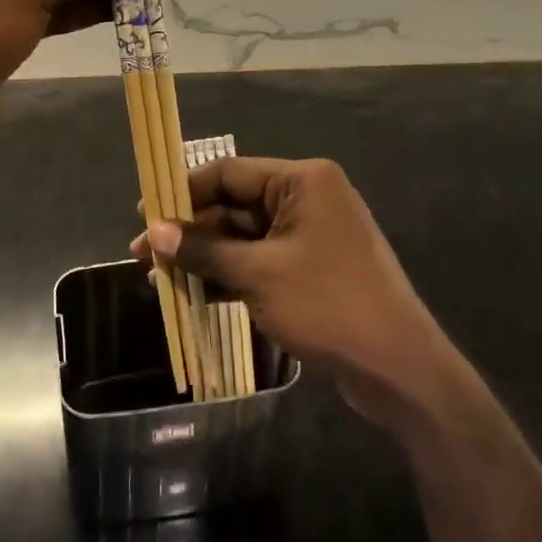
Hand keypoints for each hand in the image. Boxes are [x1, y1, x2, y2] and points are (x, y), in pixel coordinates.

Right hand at [131, 157, 456, 425]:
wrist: (397, 368)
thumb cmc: (327, 304)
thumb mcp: (258, 274)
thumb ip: (205, 249)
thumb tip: (155, 232)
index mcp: (302, 180)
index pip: (229, 173)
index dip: (183, 191)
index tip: (144, 210)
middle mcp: (307, 197)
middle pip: (235, 205)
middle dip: (190, 230)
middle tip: (144, 253)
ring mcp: (310, 235)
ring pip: (244, 236)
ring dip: (205, 255)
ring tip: (158, 276)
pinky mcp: (311, 268)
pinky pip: (260, 260)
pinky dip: (229, 274)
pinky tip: (192, 293)